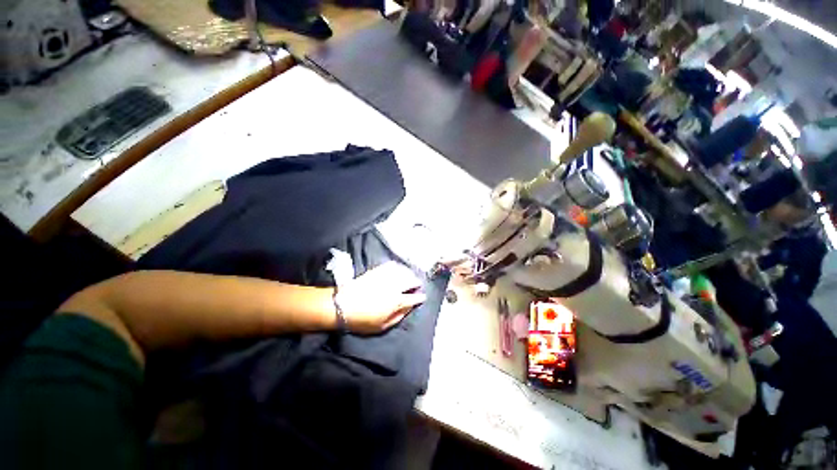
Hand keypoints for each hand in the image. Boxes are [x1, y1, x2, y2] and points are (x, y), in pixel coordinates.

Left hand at [336, 262, 426, 333]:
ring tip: (410, 276)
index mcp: (396, 301)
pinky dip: (398, 267)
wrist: (341, 305)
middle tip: (417, 285)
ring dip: (409, 274)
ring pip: (403, 271)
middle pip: (411, 281)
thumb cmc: (362, 320)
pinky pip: (392, 265)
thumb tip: (409, 308)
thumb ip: (398, 316)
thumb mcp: (382, 326)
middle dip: (417, 283)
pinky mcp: (377, 270)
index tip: (422, 297)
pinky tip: (398, 269)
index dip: (420, 298)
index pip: (414, 298)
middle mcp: (394, 286)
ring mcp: (385, 276)